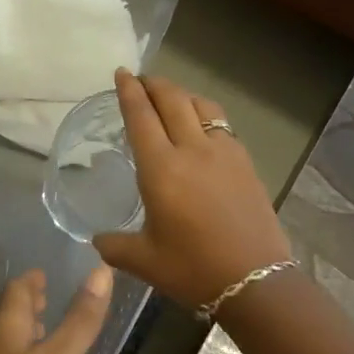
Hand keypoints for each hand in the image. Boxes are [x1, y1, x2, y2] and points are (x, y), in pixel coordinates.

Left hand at [0, 267, 112, 353]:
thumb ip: (81, 320)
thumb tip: (101, 270)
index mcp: (5, 327)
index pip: (16, 290)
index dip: (32, 279)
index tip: (47, 273)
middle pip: (10, 314)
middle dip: (30, 303)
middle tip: (50, 296)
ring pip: (9, 341)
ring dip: (27, 332)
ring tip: (49, 331)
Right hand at [93, 69, 292, 309]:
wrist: (255, 281)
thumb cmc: (192, 269)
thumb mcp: (143, 261)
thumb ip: (114, 245)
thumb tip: (98, 239)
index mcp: (161, 168)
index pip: (141, 116)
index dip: (129, 91)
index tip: (122, 73)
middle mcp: (192, 150)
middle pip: (172, 100)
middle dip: (154, 84)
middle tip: (141, 80)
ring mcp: (224, 153)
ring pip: (201, 106)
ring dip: (182, 95)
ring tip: (171, 99)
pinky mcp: (245, 163)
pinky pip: (221, 125)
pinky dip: (205, 115)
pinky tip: (201, 130)